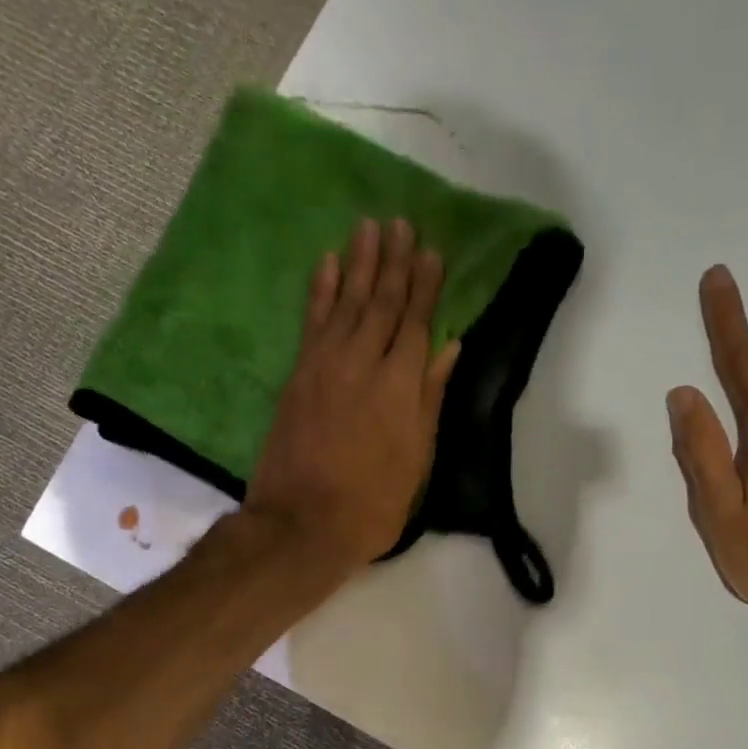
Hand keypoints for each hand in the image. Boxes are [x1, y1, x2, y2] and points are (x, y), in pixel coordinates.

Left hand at [245, 218, 460, 569]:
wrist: (303, 524)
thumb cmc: (372, 504)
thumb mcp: (416, 460)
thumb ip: (430, 399)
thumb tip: (450, 349)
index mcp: (400, 387)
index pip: (415, 323)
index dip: (424, 287)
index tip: (432, 252)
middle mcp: (363, 364)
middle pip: (381, 303)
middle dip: (394, 262)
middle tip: (401, 223)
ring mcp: (325, 366)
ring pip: (347, 302)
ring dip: (359, 262)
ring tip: (369, 227)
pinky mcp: (298, 376)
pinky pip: (312, 322)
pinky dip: (320, 291)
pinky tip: (327, 263)